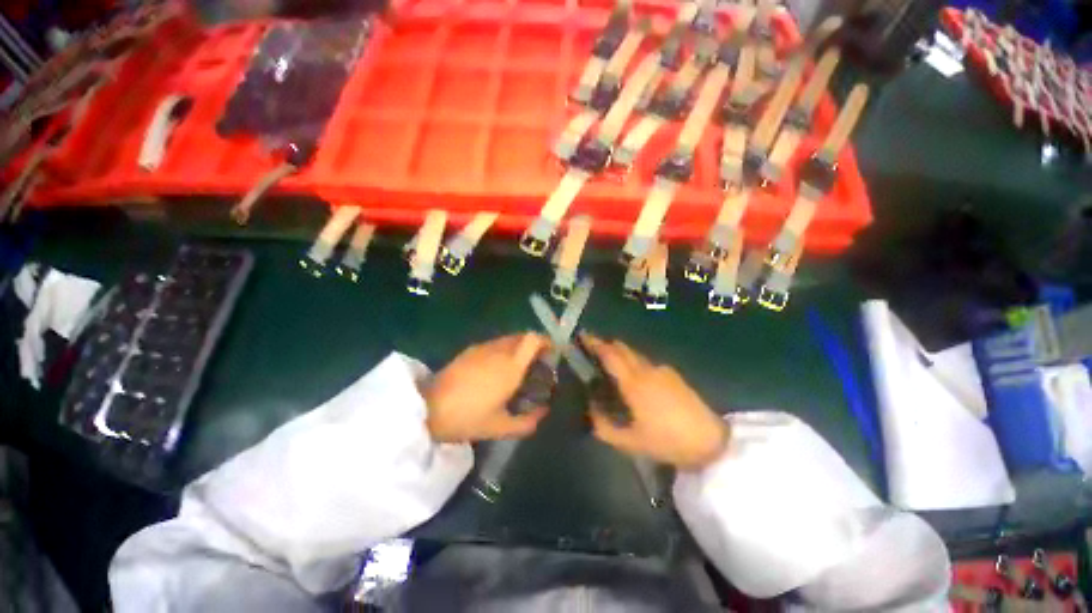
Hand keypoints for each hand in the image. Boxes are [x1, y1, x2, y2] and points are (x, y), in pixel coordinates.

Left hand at [424, 333, 549, 442]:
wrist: (427, 408)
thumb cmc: (468, 418)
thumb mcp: (501, 428)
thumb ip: (528, 422)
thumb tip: (543, 412)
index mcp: (511, 366)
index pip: (533, 339)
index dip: (546, 342)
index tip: (552, 354)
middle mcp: (499, 351)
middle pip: (523, 336)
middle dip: (534, 347)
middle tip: (536, 365)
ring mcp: (482, 348)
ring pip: (508, 339)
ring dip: (518, 348)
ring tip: (517, 368)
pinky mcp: (470, 350)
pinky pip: (494, 344)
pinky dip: (503, 350)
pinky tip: (496, 369)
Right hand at [583, 335, 728, 470]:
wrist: (711, 442)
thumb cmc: (668, 441)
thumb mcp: (630, 442)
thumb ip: (604, 426)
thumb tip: (590, 409)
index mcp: (634, 382)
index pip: (610, 354)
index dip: (594, 343)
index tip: (582, 336)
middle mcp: (647, 369)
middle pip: (623, 348)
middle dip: (606, 345)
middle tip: (591, 350)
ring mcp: (662, 370)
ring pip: (635, 355)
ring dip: (620, 354)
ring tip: (609, 365)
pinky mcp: (673, 375)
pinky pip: (646, 362)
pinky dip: (633, 362)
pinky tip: (633, 378)